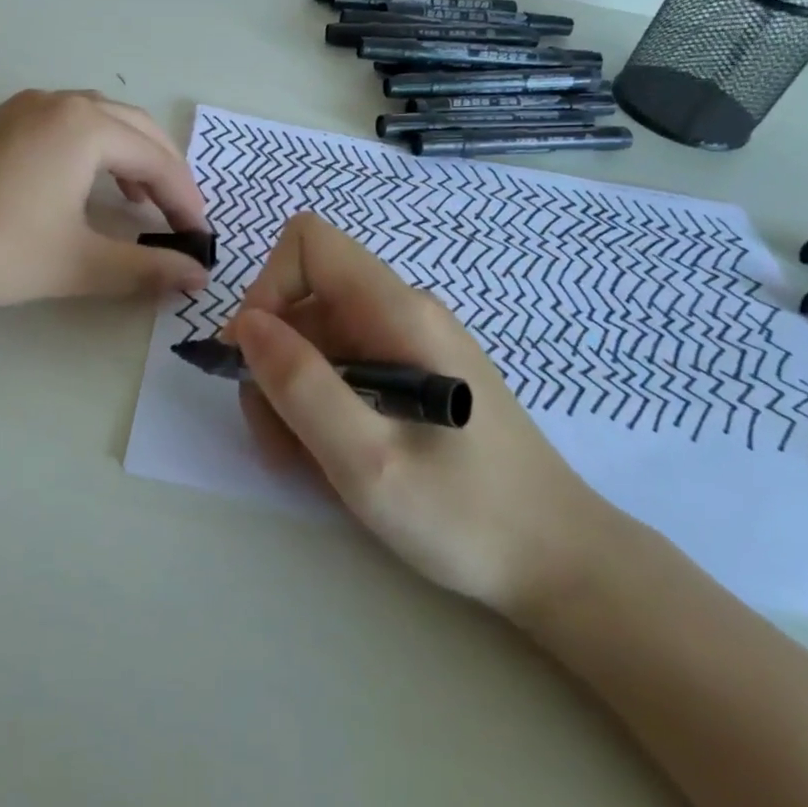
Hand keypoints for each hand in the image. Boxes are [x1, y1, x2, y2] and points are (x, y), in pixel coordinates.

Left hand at [0, 89, 210, 311]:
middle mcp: (56, 103)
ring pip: (95, 121)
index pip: (157, 158)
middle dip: (162, 170)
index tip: (201, 235)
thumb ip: (145, 269)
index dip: (185, 199)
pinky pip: (61, 125)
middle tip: (176, 215)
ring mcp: (19, 108)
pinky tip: (81, 185)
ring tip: (136, 199)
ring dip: (126, 156)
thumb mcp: (77, 263)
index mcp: (84, 126)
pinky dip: (89, 150)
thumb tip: (197, 277)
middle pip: (132, 127)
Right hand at [228, 213, 617, 620]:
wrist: (561, 563)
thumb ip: (302, 386)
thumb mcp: (367, 460)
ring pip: (319, 337)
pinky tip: (334, 456)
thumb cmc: (466, 515)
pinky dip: (322, 403)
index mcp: (399, 312)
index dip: (268, 288)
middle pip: (306, 299)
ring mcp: (412, 343)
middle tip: (277, 439)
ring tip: (305, 460)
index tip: (256, 359)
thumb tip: (246, 325)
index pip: (309, 243)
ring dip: (293, 391)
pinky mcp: (416, 375)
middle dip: (274, 360)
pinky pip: (346, 366)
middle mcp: (404, 312)